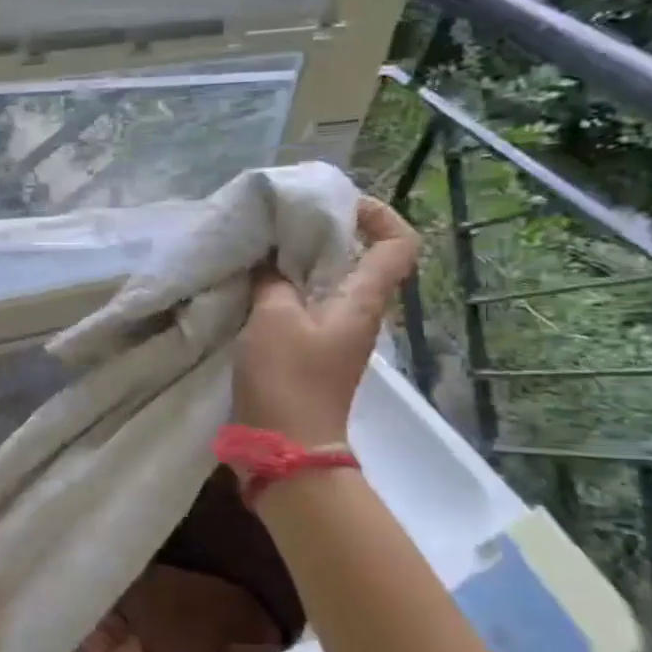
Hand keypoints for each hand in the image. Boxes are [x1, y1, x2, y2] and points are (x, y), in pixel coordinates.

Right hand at [233, 197, 420, 447]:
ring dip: (300, 262)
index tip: (339, 204)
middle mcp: (358, 315)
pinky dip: (284, 290)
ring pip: (328, 283)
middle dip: (326, 233)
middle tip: (282, 222)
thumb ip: (272, 280)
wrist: (284, 447)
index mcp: (362, 301)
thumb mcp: (273, 318)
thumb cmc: (287, 379)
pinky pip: (305, 306)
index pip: (398, 245)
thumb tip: (270, 260)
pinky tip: (252, 287)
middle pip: (359, 258)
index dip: (379, 215)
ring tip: (262, 249)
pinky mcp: (311, 353)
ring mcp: (335, 336)